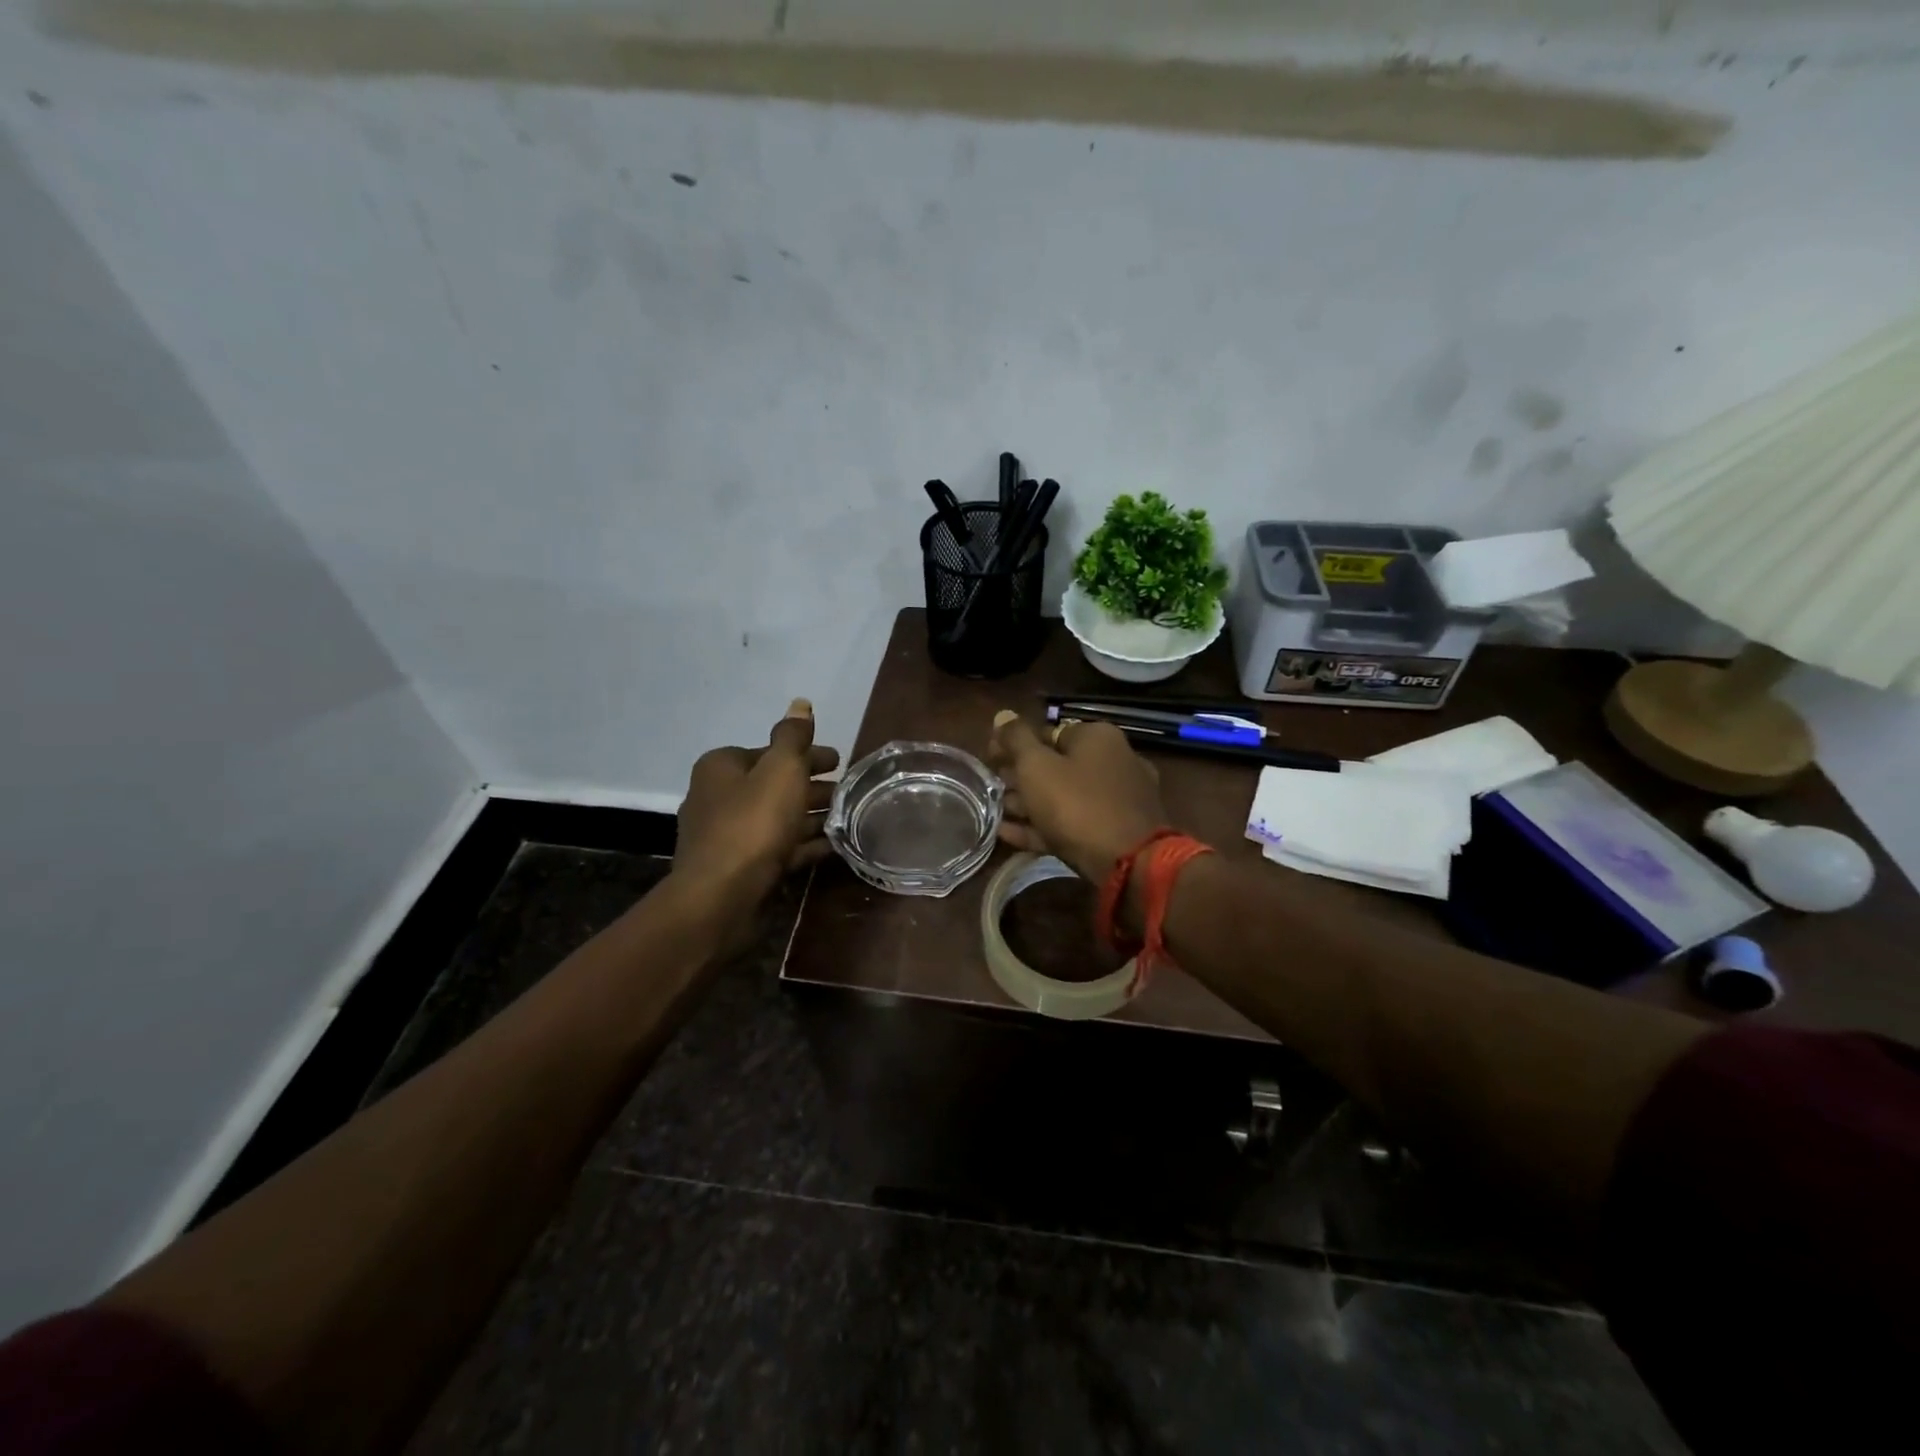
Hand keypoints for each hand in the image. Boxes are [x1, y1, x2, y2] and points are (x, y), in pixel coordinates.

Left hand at [673, 699, 840, 911]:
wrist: (721, 896)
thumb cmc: (753, 823)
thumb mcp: (781, 770)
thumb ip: (793, 737)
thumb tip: (800, 703)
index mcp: (722, 767)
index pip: (771, 751)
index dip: (807, 755)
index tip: (839, 763)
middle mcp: (718, 797)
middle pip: (774, 785)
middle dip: (812, 787)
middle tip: (848, 792)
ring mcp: (726, 836)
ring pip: (778, 818)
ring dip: (811, 817)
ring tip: (847, 818)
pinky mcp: (738, 868)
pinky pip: (778, 848)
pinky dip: (803, 845)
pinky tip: (832, 847)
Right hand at [987, 711, 1167, 884]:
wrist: (1127, 863)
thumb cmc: (1077, 803)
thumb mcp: (1036, 766)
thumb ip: (1016, 740)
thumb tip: (1003, 714)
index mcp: (1098, 738)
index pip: (1048, 732)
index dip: (1015, 743)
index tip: (989, 757)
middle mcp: (1113, 762)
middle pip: (1057, 765)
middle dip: (1021, 776)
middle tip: (991, 785)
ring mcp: (1117, 800)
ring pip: (1064, 797)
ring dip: (1028, 803)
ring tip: (995, 811)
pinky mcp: (1115, 834)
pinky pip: (1071, 824)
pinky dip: (1042, 827)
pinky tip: (1008, 834)